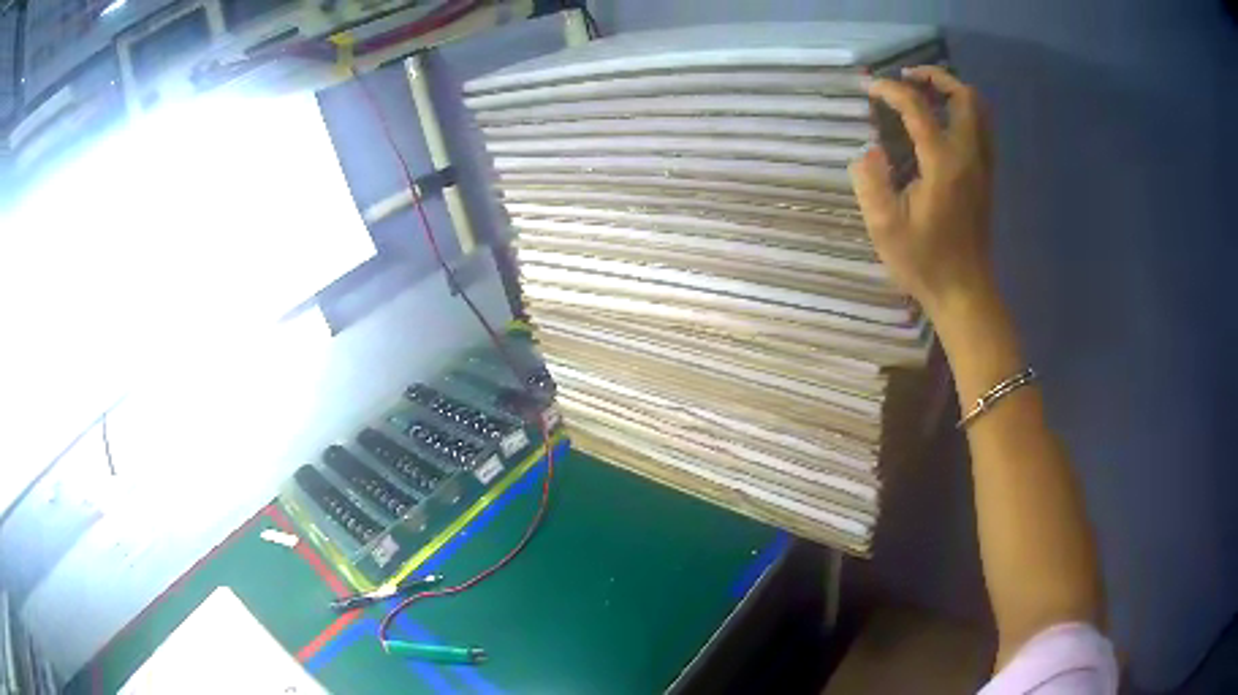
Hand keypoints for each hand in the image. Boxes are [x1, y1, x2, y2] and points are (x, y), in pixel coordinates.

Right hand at [848, 66, 995, 321]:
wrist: (965, 292)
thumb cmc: (924, 262)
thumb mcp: (884, 227)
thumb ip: (870, 181)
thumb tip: (870, 151)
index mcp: (943, 164)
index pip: (918, 107)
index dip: (891, 90)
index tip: (869, 88)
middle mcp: (969, 156)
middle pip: (964, 96)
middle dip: (935, 78)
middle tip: (908, 80)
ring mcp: (983, 167)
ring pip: (979, 111)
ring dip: (953, 92)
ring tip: (925, 95)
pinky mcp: (987, 178)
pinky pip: (982, 129)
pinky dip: (963, 113)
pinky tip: (941, 124)